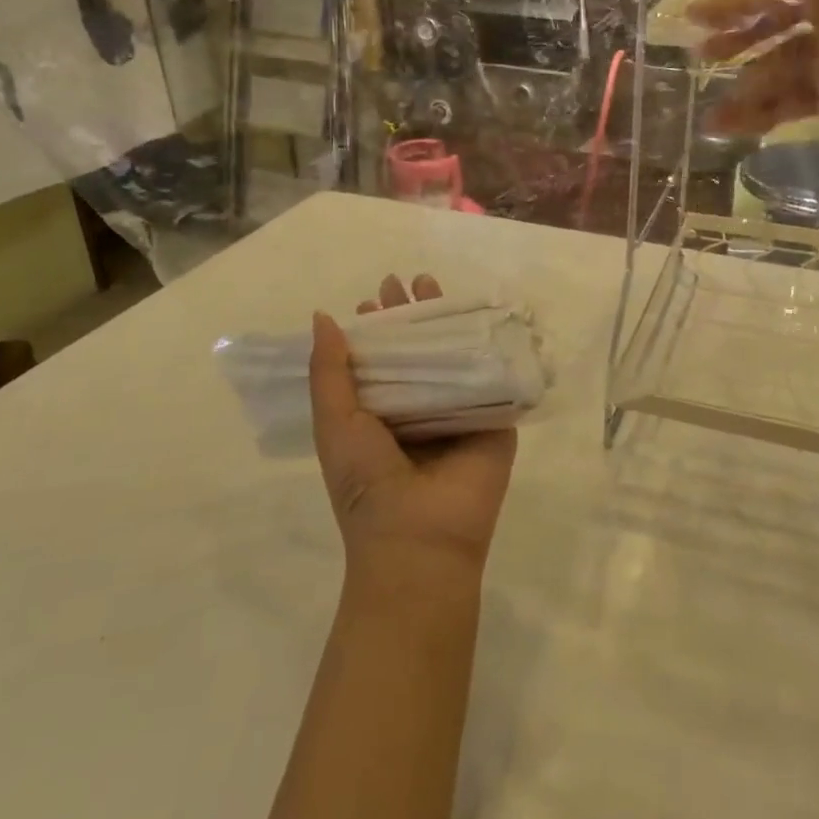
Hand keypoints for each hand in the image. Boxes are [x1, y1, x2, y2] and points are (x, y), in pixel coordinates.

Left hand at [309, 274, 516, 585]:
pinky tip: (487, 314)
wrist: (419, 538)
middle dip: (412, 315)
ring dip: (447, 321)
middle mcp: (420, 409)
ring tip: (435, 285)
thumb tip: (324, 316)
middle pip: (419, 350)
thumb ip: (329, 371)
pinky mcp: (495, 419)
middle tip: (407, 281)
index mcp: (381, 414)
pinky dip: (490, 345)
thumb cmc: (367, 482)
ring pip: (455, 356)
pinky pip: (493, 375)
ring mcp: (459, 413)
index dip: (376, 328)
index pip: (380, 360)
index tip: (374, 298)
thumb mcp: (334, 422)